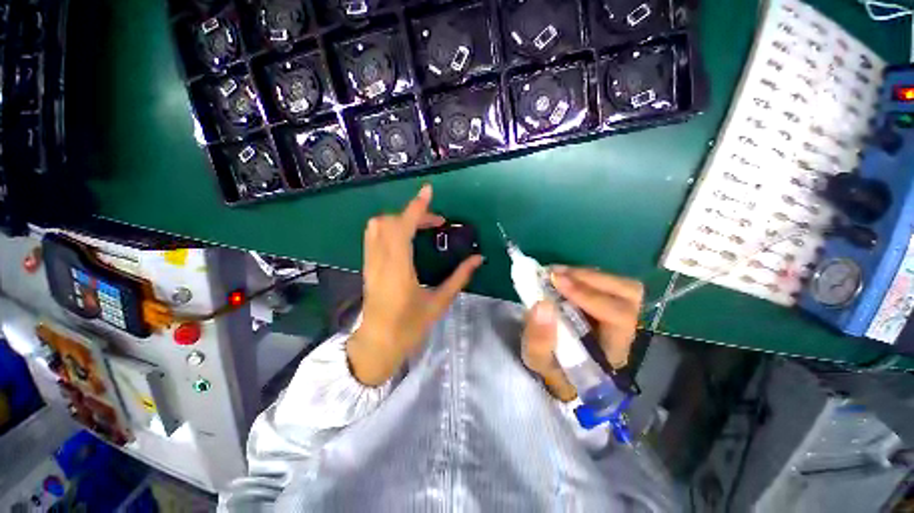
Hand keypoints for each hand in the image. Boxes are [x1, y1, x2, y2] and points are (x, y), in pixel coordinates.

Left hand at [347, 184, 483, 385]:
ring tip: (421, 227)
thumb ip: (459, 277)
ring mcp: (369, 262)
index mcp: (398, 270)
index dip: (415, 207)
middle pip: (390, 221)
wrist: (377, 344)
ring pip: (377, 225)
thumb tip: (478, 259)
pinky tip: (406, 237)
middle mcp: (380, 261)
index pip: (402, 228)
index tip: (428, 191)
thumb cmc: (409, 327)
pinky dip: (390, 226)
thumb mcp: (438, 303)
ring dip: (400, 218)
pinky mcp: (367, 265)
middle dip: (413, 213)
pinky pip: (374, 235)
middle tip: (436, 222)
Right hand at [521, 267, 643, 401]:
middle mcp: (624, 330)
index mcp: (613, 350)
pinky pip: (604, 282)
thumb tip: (542, 303)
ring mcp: (617, 313)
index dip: (589, 295)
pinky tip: (560, 275)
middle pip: (628, 294)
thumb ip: (539, 339)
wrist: (560, 370)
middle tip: (555, 274)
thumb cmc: (552, 369)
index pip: (619, 316)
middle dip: (589, 279)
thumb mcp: (538, 361)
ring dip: (585, 274)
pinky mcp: (606, 303)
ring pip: (619, 284)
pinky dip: (581, 274)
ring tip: (555, 273)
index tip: (557, 282)